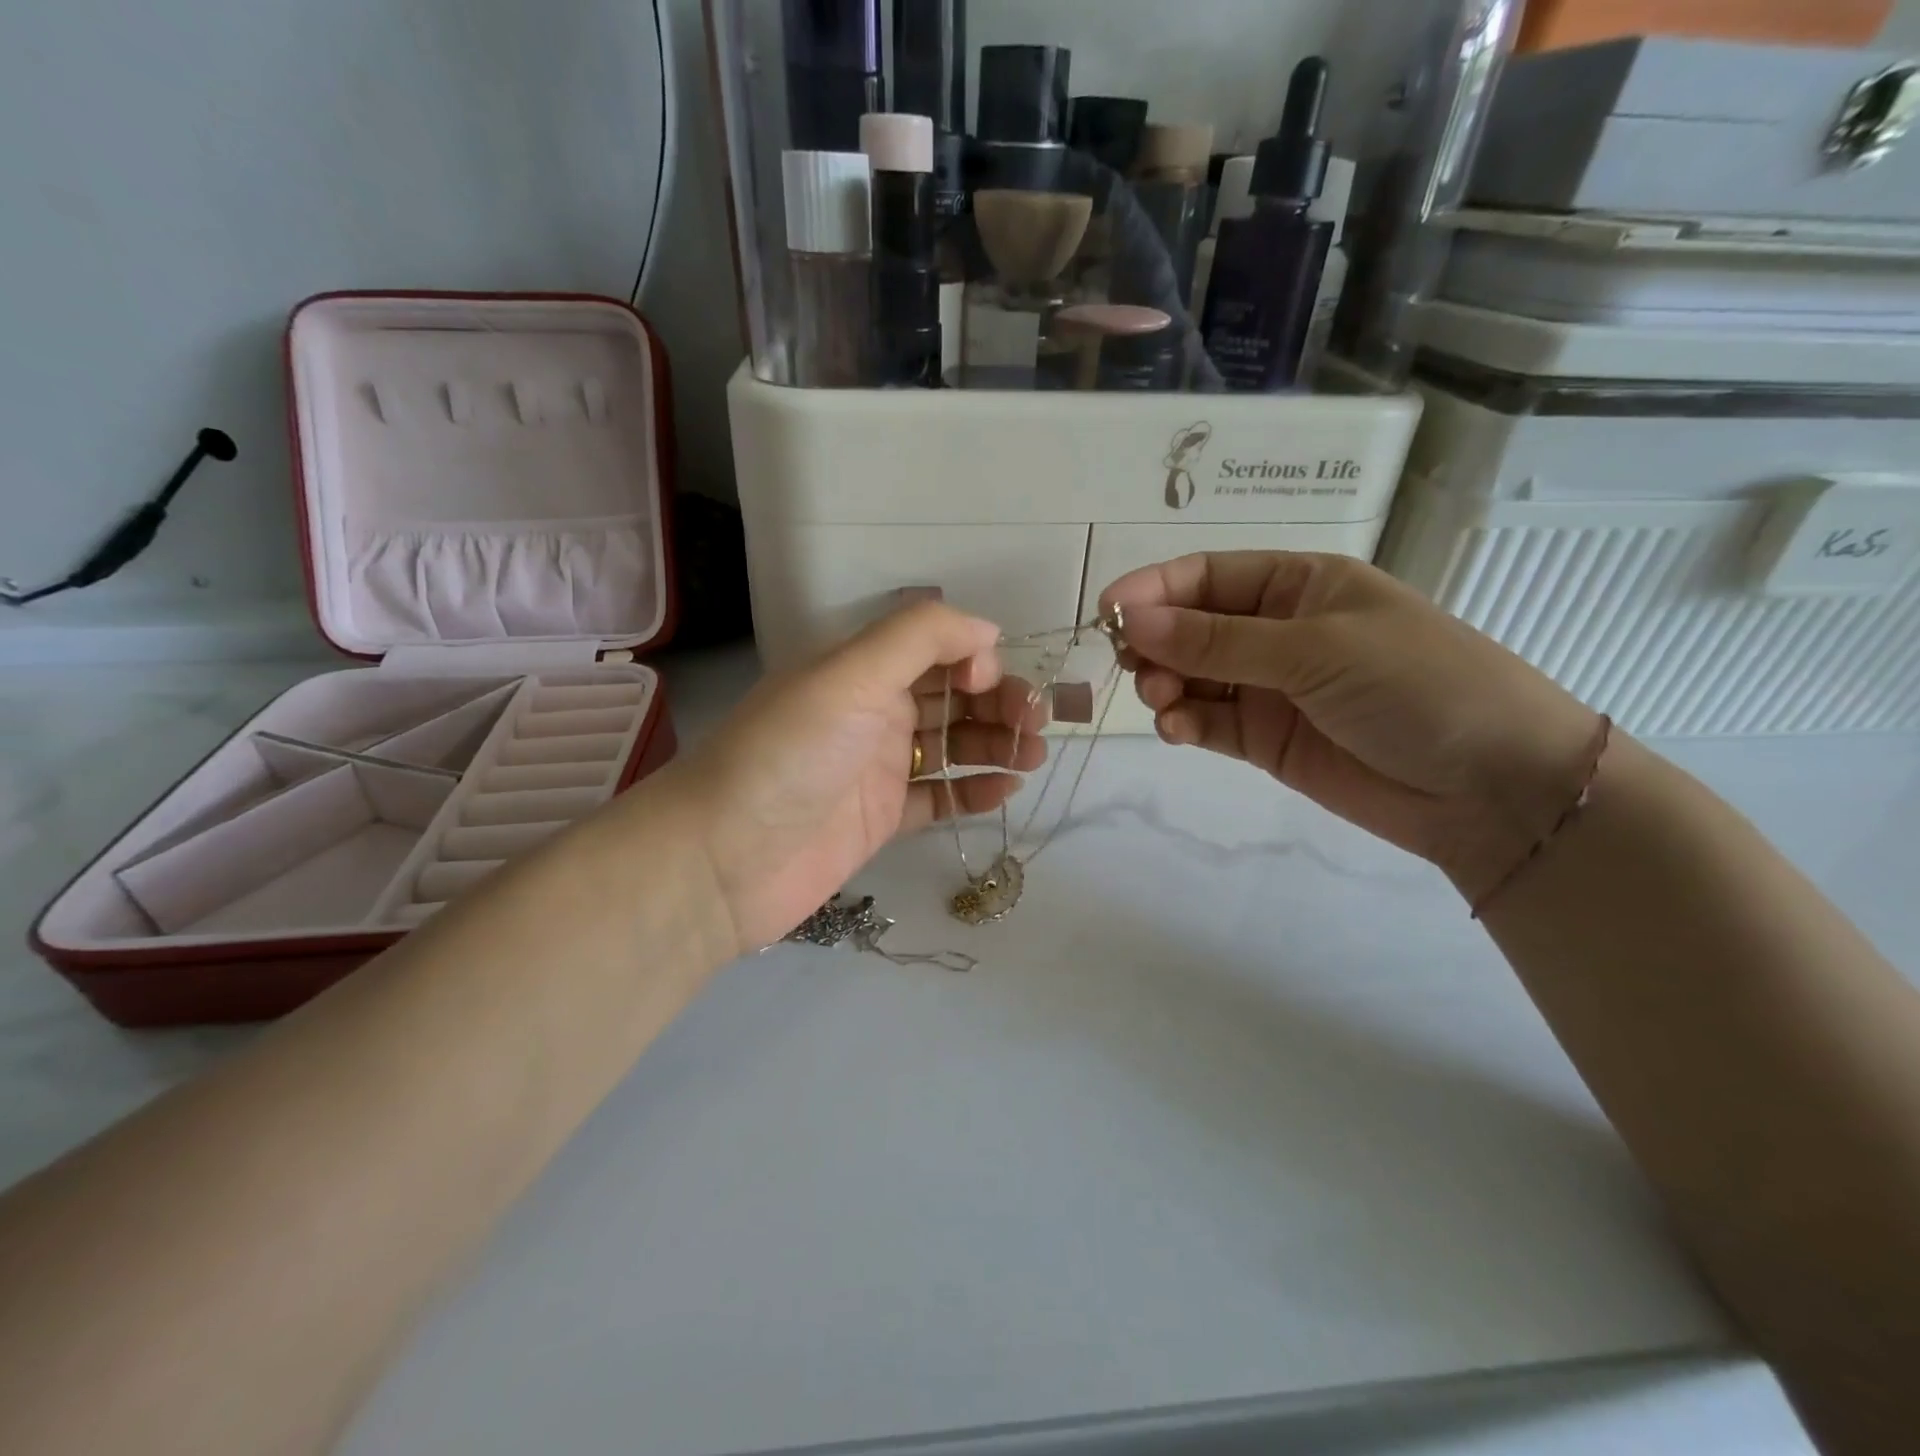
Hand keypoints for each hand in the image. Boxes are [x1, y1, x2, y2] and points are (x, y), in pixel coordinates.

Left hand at [652, 602, 1048, 956]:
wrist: (723, 860)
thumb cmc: (788, 756)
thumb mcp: (848, 676)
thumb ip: (919, 638)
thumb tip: (988, 630)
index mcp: (859, 670)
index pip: (933, 649)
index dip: (972, 658)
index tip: (990, 682)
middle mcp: (870, 713)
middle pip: (949, 697)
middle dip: (997, 703)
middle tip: (1035, 727)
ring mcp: (876, 769)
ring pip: (951, 746)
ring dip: (995, 745)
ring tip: (1033, 757)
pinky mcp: (881, 820)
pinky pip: (938, 797)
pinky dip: (972, 792)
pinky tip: (1004, 791)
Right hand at [1102, 553, 1604, 902]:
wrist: (1492, 788)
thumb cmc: (1417, 686)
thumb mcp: (1316, 650)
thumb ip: (1217, 641)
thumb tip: (1130, 619)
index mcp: (1298, 585)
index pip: (1207, 576)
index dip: (1154, 589)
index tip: (1107, 613)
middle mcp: (1276, 631)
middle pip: (1189, 626)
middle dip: (1155, 641)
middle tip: (1132, 664)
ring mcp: (1268, 688)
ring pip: (1190, 677)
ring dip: (1164, 684)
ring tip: (1162, 701)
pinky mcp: (1263, 739)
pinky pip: (1206, 722)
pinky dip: (1183, 723)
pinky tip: (1176, 730)